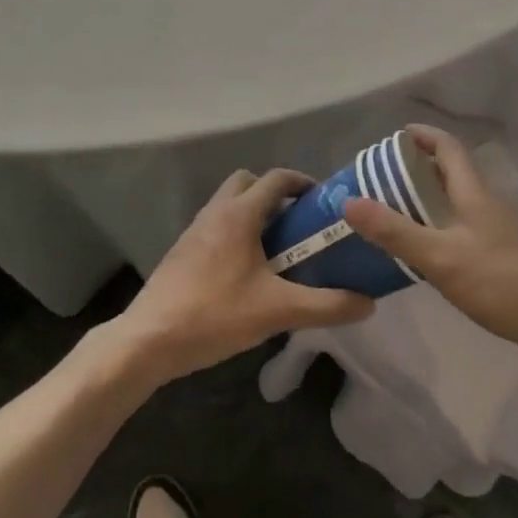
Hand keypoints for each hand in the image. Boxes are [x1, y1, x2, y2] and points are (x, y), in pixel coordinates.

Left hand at [115, 168, 374, 385]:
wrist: (148, 339)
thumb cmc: (215, 315)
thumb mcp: (278, 311)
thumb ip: (326, 306)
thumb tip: (369, 303)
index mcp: (240, 214)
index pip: (276, 178)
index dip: (302, 182)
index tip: (323, 201)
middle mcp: (216, 211)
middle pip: (248, 182)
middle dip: (274, 193)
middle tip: (297, 223)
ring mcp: (195, 229)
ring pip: (229, 203)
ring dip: (253, 213)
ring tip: (276, 248)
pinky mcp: (182, 250)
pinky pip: (215, 225)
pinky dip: (234, 232)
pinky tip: (245, 271)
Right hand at [343, 125, 517, 370]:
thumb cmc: (497, 282)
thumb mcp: (439, 256)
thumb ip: (394, 231)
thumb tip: (349, 201)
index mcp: (473, 193)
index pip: (448, 148)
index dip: (423, 136)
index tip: (394, 137)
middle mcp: (484, 204)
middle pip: (450, 171)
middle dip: (417, 167)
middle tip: (381, 177)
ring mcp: (493, 231)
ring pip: (454, 200)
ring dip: (424, 197)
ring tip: (390, 209)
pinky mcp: (495, 256)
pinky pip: (458, 226)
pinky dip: (434, 224)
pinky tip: (418, 248)